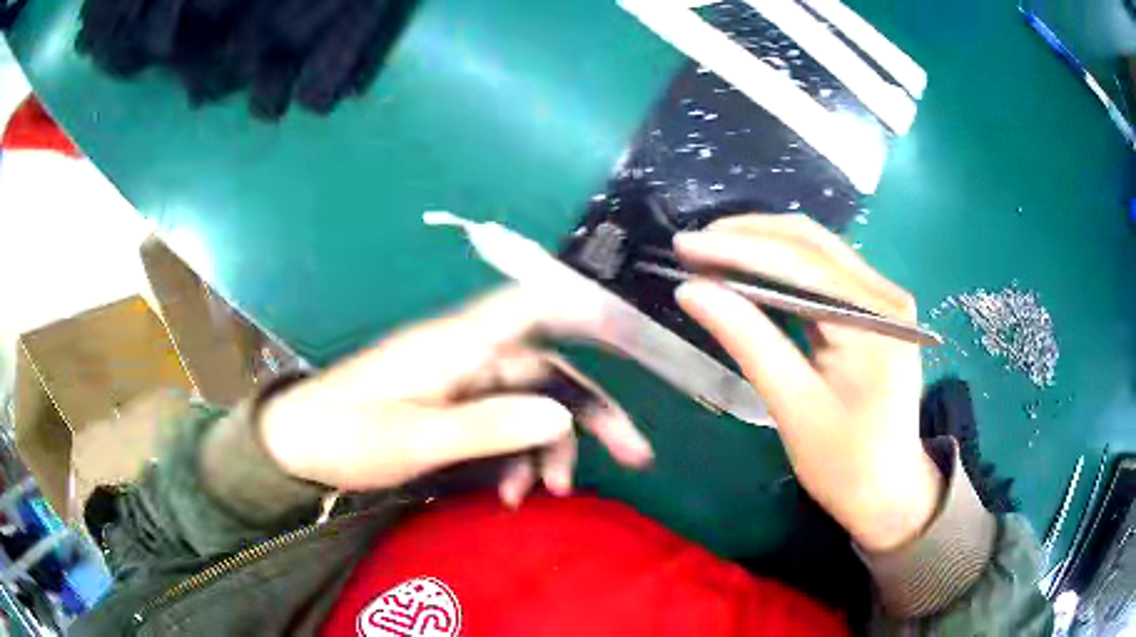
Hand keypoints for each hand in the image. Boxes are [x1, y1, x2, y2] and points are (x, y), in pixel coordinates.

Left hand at [259, 287, 653, 506]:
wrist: (300, 446)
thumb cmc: (347, 435)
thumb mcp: (415, 440)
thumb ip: (487, 425)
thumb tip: (562, 413)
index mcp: (457, 345)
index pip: (530, 306)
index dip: (581, 307)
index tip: (629, 331)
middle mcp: (467, 355)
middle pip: (547, 371)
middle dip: (592, 413)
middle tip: (636, 455)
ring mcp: (461, 382)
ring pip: (530, 405)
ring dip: (549, 446)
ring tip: (550, 493)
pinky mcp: (452, 407)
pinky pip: (502, 425)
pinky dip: (517, 456)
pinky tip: (514, 493)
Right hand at [674, 214, 941, 551]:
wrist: (888, 492)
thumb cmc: (845, 464)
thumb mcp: (794, 407)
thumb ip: (747, 341)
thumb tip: (692, 291)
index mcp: (875, 321)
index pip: (801, 263)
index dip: (739, 248)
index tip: (684, 245)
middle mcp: (885, 296)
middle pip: (812, 243)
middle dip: (749, 236)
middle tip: (692, 245)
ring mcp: (882, 300)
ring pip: (816, 252)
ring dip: (762, 246)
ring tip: (711, 253)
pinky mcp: (872, 311)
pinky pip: (822, 275)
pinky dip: (781, 269)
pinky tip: (748, 273)